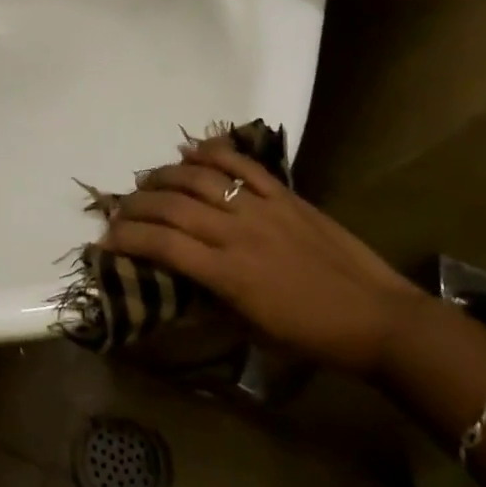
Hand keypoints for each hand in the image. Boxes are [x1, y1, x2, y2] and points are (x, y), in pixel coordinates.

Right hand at [103, 141, 426, 375]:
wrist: (380, 319)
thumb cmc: (312, 337)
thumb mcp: (252, 331)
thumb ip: (210, 300)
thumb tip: (175, 281)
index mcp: (228, 274)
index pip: (162, 245)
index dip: (127, 238)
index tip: (105, 239)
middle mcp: (237, 233)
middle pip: (172, 206)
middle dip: (136, 205)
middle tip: (120, 209)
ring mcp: (262, 208)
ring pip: (200, 177)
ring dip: (165, 175)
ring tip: (148, 180)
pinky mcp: (285, 195)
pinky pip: (242, 164)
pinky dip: (213, 151)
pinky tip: (191, 150)